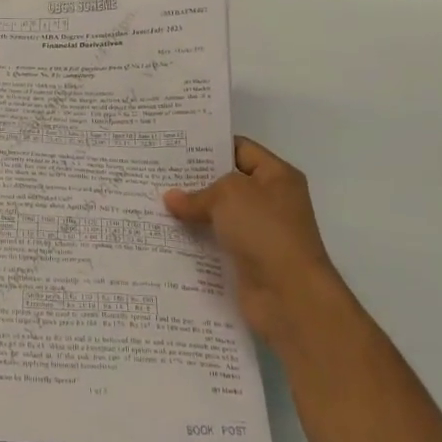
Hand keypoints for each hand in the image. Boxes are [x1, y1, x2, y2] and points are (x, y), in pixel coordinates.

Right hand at [164, 136, 345, 353]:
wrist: (289, 295)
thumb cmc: (265, 231)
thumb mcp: (229, 195)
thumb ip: (198, 194)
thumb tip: (172, 198)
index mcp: (277, 176)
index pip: (240, 149)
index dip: (209, 146)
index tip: (174, 148)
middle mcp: (271, 201)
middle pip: (227, 183)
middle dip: (194, 181)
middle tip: (156, 174)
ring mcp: (259, 233)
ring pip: (218, 216)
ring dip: (191, 213)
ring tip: (153, 203)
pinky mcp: (246, 261)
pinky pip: (216, 243)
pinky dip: (195, 240)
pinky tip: (166, 235)